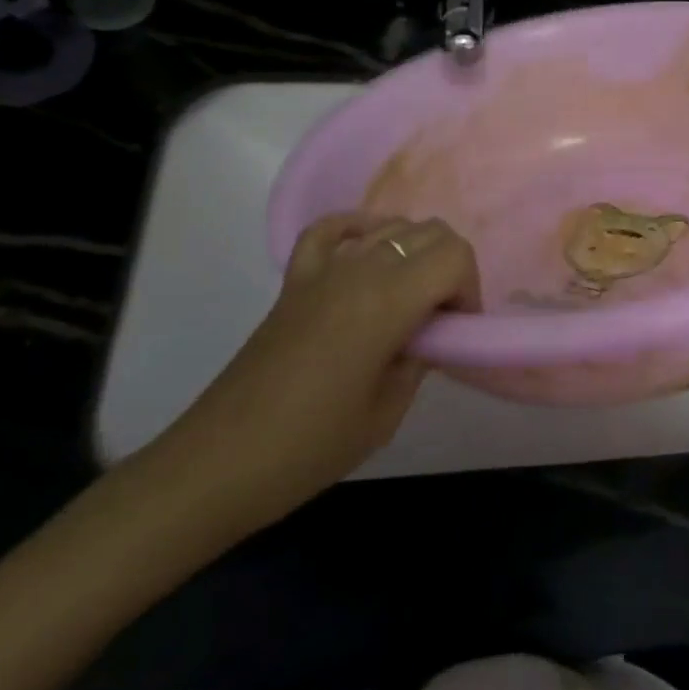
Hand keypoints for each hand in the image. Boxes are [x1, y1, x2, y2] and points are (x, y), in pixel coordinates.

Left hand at [143, 213, 480, 539]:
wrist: (220, 463)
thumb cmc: (310, 446)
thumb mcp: (387, 412)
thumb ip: (420, 358)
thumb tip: (430, 334)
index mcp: (387, 301)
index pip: (454, 255)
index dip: (468, 288)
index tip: (456, 328)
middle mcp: (359, 269)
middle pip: (429, 232)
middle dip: (449, 267)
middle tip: (439, 318)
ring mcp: (322, 269)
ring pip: (390, 225)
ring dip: (413, 253)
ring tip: (407, 300)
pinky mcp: (294, 280)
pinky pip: (332, 229)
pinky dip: (358, 230)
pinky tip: (366, 254)